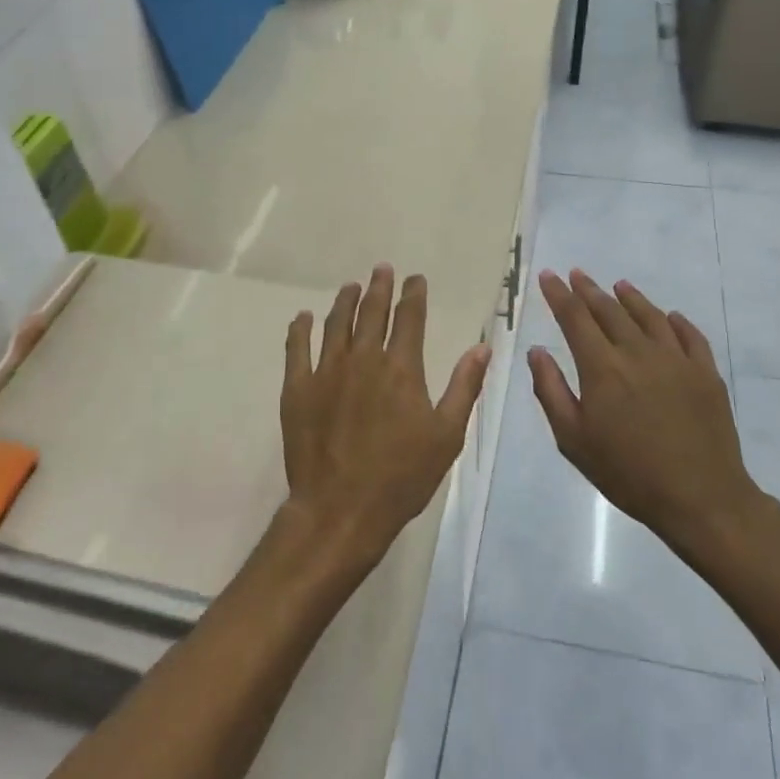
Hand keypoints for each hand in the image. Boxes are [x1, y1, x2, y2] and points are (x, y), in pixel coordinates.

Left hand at [281, 266, 490, 569]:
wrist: (342, 509)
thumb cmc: (402, 476)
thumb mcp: (446, 435)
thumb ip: (464, 387)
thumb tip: (482, 347)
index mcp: (401, 368)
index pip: (409, 318)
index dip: (413, 294)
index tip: (415, 278)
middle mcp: (363, 359)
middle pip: (372, 312)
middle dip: (379, 287)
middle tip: (382, 269)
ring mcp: (327, 371)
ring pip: (336, 324)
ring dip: (345, 301)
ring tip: (350, 287)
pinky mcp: (298, 388)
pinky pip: (297, 348)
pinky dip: (301, 329)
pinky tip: (304, 317)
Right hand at [528, 269, 764, 553]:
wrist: (701, 498)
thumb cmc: (628, 473)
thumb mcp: (574, 440)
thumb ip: (551, 391)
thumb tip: (536, 351)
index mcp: (602, 368)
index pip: (575, 318)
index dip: (559, 295)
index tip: (549, 276)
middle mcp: (638, 353)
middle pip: (610, 310)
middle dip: (589, 290)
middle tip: (577, 274)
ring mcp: (677, 360)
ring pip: (650, 316)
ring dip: (631, 298)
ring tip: (619, 285)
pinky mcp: (705, 373)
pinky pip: (690, 336)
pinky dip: (676, 321)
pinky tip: (670, 317)